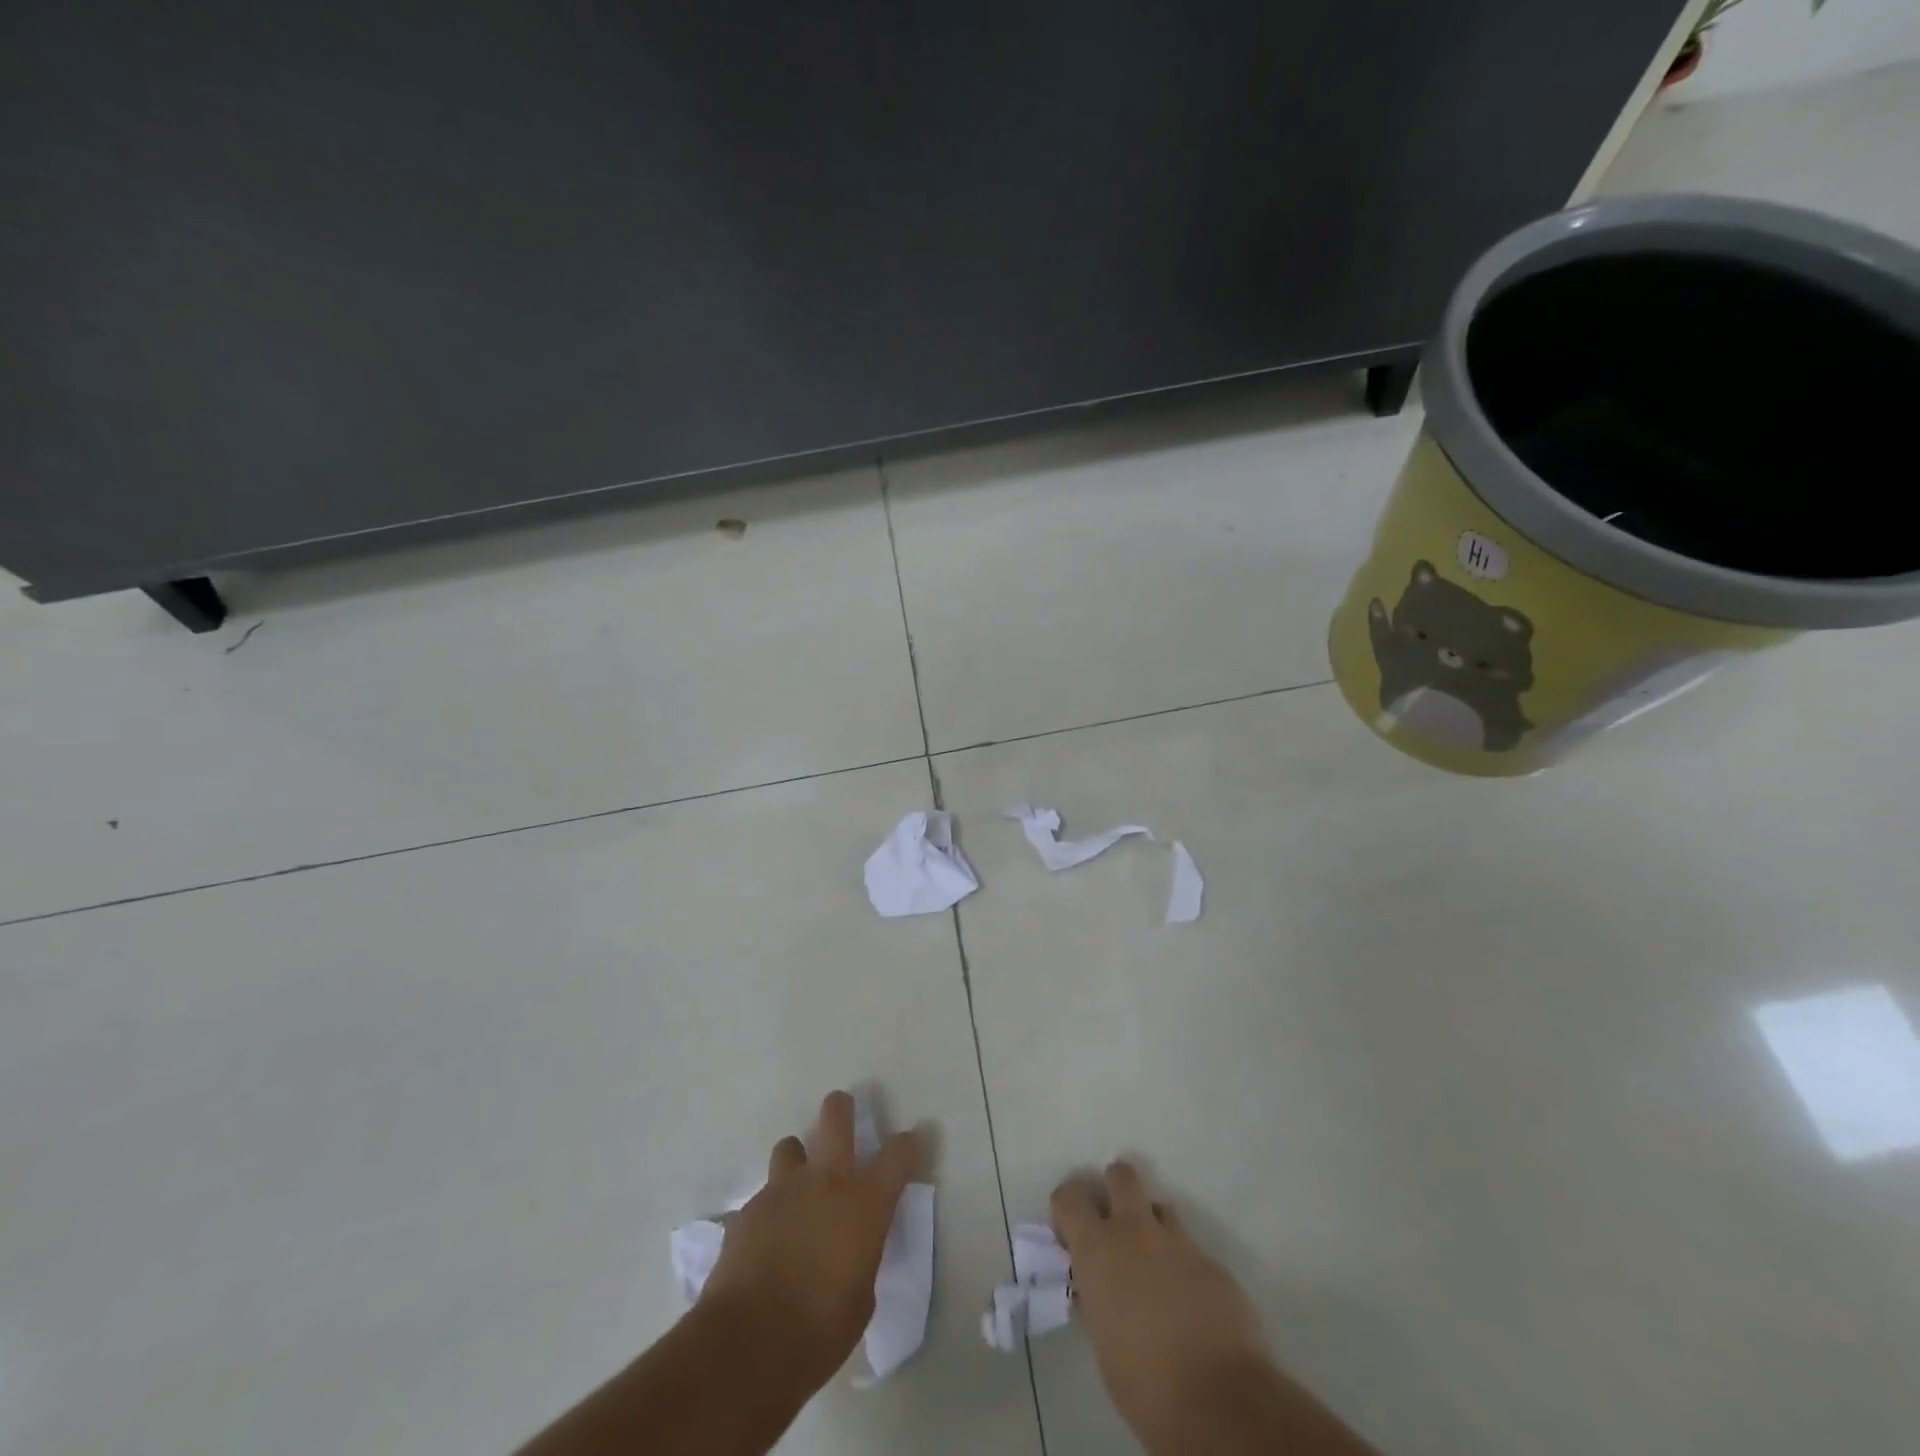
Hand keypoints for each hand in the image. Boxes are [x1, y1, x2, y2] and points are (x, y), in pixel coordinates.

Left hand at [701, 1090, 919, 1391]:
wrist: (748, 1343)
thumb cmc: (820, 1330)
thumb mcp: (862, 1296)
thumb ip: (861, 1255)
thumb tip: (852, 1247)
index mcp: (864, 1201)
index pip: (897, 1154)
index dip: (908, 1144)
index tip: (912, 1141)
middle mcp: (825, 1180)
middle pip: (836, 1115)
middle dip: (842, 1109)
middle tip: (844, 1115)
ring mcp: (782, 1189)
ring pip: (791, 1146)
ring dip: (798, 1160)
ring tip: (797, 1187)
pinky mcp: (748, 1209)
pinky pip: (763, 1196)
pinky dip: (771, 1209)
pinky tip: (768, 1239)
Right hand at [1052, 1161, 1271, 1446]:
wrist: (1222, 1403)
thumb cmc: (1147, 1385)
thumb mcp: (1103, 1344)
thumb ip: (1098, 1303)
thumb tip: (1099, 1292)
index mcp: (1098, 1250)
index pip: (1069, 1197)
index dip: (1067, 1210)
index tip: (1070, 1235)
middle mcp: (1136, 1231)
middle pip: (1121, 1176)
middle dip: (1115, 1189)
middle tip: (1115, 1224)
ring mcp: (1179, 1243)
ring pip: (1161, 1208)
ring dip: (1153, 1227)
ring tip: (1155, 1267)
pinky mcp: (1214, 1264)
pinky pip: (1191, 1250)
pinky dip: (1184, 1266)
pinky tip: (1189, 1303)